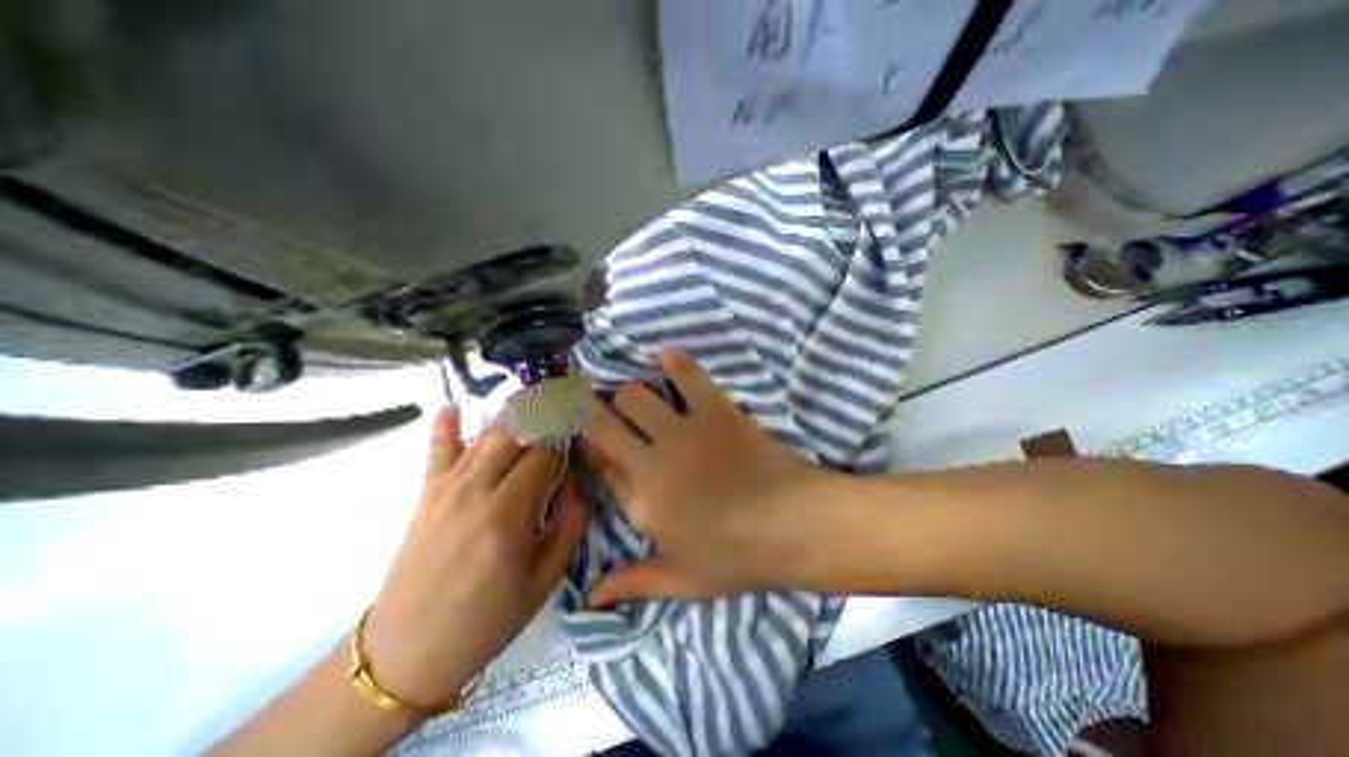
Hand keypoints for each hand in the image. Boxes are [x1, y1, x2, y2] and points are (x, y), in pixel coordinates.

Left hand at [361, 409, 587, 709]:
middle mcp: (477, 490)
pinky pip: (437, 450)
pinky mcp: (426, 494)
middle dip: (543, 412)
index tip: (579, 433)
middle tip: (564, 400)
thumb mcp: (546, 578)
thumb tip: (576, 479)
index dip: (565, 440)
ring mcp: (447, 488)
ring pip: (484, 434)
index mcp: (509, 513)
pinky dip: (446, 424)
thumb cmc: (489, 618)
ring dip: (512, 412)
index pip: (545, 454)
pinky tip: (454, 405)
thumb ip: (570, 522)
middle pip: (516, 432)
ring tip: (534, 396)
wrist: (407, 653)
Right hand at [581, 349, 834, 609]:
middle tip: (599, 407)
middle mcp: (650, 461)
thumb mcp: (682, 580)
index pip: (597, 464)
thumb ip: (633, 583)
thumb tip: (590, 599)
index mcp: (640, 503)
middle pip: (600, 421)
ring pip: (633, 394)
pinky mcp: (714, 410)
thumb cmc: (738, 557)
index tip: (592, 440)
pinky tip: (667, 359)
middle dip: (590, 410)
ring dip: (631, 394)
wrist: (793, 525)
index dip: (589, 448)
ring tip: (641, 398)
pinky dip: (673, 362)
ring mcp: (682, 432)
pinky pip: (685, 375)